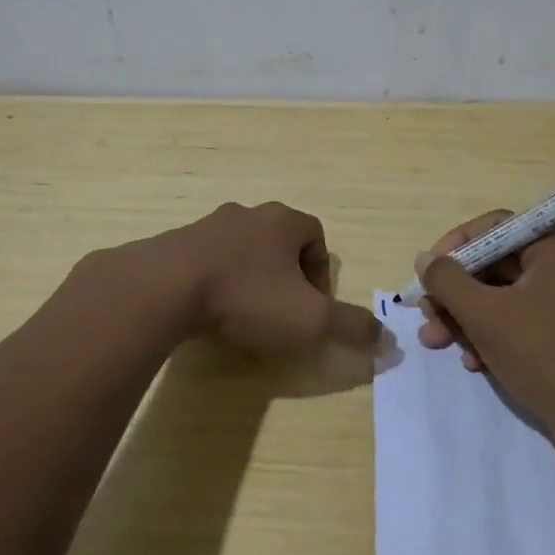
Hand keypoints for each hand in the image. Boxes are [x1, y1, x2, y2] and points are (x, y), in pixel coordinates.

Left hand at [129, 202, 380, 356]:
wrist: (165, 288)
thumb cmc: (248, 297)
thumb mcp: (310, 320)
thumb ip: (350, 327)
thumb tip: (389, 340)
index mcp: (282, 221)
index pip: (315, 235)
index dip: (321, 272)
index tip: (313, 307)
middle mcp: (247, 214)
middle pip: (278, 242)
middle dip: (286, 277)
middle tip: (282, 313)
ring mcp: (207, 226)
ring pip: (241, 251)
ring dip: (250, 280)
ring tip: (245, 317)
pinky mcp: (176, 244)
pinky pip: (207, 261)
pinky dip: (216, 284)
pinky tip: (210, 313)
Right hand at [416, 211, 554, 448]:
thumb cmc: (542, 355)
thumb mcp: (484, 314)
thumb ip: (447, 280)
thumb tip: (424, 258)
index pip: (495, 229)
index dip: (454, 247)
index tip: (426, 272)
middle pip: (495, 265)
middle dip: (455, 293)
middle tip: (425, 314)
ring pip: (503, 295)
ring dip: (466, 317)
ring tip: (436, 341)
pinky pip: (520, 318)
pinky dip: (492, 334)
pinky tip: (473, 361)